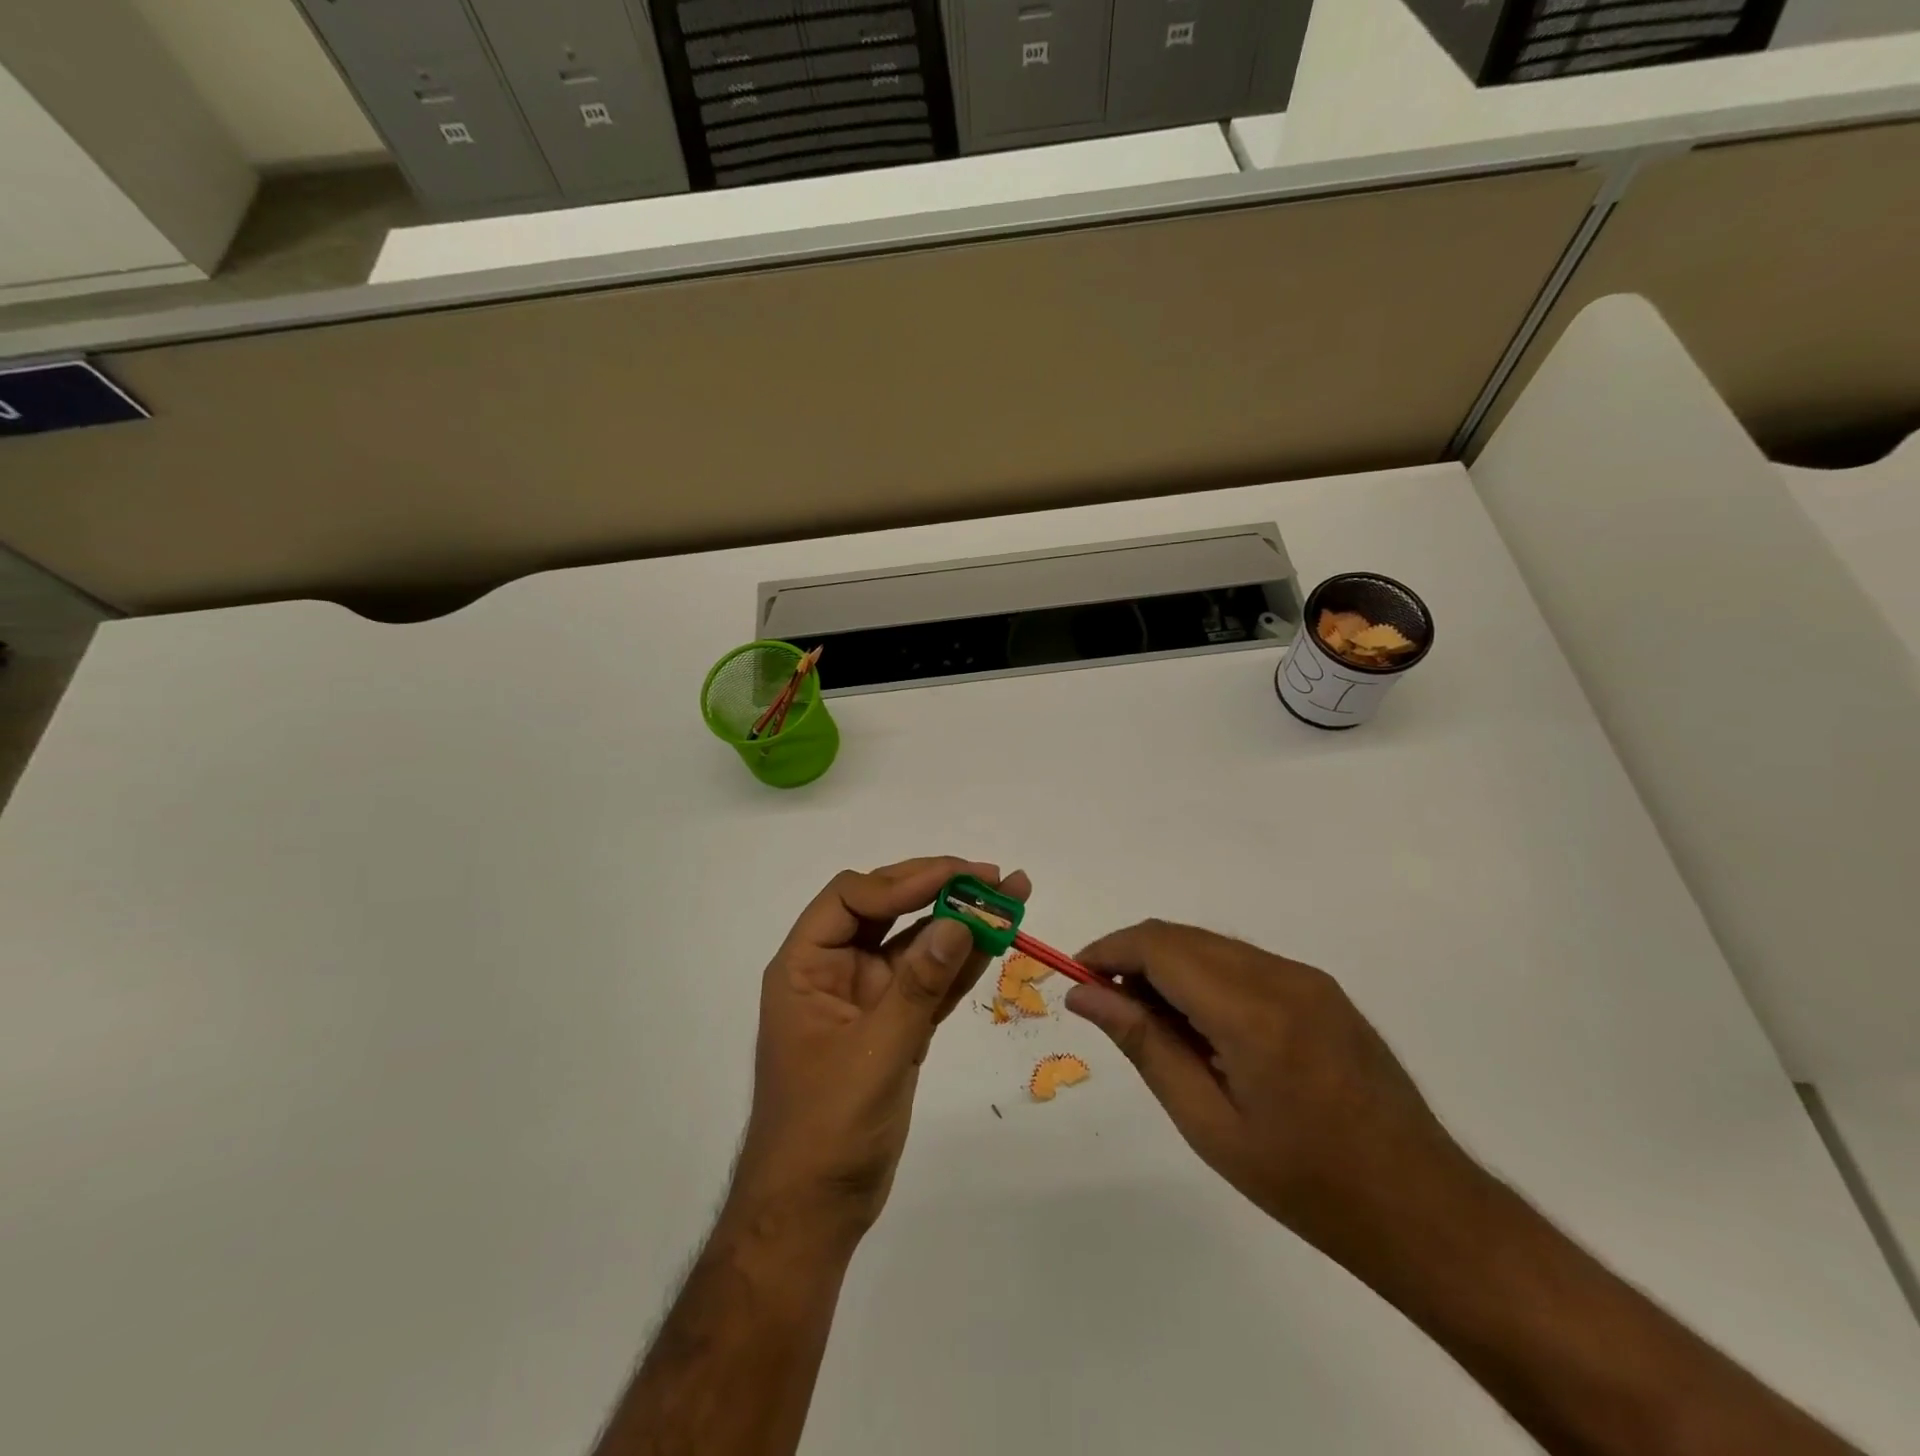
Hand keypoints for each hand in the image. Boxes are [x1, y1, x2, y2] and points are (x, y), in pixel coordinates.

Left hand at [732, 857, 1030, 1240]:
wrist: (814, 1213)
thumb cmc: (826, 1129)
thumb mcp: (874, 1052)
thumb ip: (919, 986)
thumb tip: (960, 922)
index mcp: (806, 966)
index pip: (850, 897)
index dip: (902, 882)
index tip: (956, 878)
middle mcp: (834, 970)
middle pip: (885, 909)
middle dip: (937, 889)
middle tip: (992, 877)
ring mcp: (866, 998)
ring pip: (914, 943)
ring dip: (959, 921)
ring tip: (1010, 897)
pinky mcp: (894, 1025)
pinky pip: (930, 981)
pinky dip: (961, 963)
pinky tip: (996, 941)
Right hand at [1065, 920, 1471, 1257]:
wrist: (1424, 1209)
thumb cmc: (1306, 1184)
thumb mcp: (1209, 1124)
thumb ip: (1144, 1045)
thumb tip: (1084, 995)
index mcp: (1253, 1014)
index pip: (1160, 948)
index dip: (1109, 951)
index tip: (1076, 978)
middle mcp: (1282, 977)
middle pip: (1183, 937)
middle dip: (1134, 958)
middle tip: (1108, 1008)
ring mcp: (1308, 978)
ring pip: (1212, 945)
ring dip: (1168, 967)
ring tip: (1153, 1024)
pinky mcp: (1322, 989)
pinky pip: (1243, 962)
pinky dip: (1205, 977)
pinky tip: (1203, 1027)